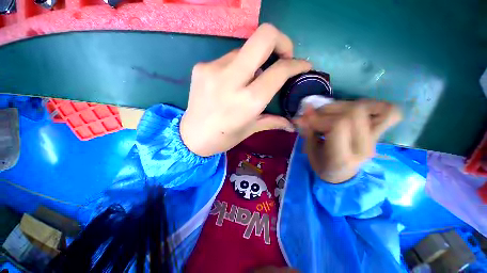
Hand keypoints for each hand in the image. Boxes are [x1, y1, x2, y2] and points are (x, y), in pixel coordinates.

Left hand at [180, 24, 310, 156]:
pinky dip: (237, 66)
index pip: (279, 70)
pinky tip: (233, 81)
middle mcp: (231, 80)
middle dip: (281, 41)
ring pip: (245, 48)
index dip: (296, 64)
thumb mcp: (250, 130)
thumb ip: (273, 120)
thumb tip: (291, 123)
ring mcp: (213, 69)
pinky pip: (228, 57)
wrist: (191, 136)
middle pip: (264, 37)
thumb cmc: (223, 138)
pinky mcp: (201, 67)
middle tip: (283, 56)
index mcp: (248, 101)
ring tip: (252, 77)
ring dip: (256, 59)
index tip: (303, 65)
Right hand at [295, 100, 401, 183]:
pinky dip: (372, 105)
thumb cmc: (321, 165)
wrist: (342, 174)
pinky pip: (389, 112)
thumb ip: (308, 129)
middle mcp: (363, 147)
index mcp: (342, 157)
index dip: (320, 117)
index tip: (306, 119)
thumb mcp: (309, 150)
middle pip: (354, 112)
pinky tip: (353, 111)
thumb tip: (307, 108)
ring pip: (369, 107)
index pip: (339, 124)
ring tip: (331, 113)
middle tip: (316, 115)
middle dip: (329, 109)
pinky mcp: (379, 133)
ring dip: (344, 105)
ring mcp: (375, 139)